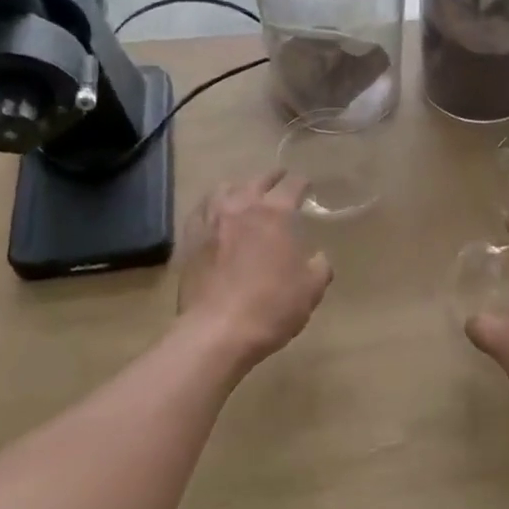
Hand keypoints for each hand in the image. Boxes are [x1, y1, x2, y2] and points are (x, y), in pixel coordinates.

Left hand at [178, 172, 332, 366]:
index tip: (307, 185)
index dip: (303, 182)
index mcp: (275, 214)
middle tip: (279, 178)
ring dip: (238, 187)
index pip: (292, 185)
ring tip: (244, 193)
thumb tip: (318, 258)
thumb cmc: (271, 307)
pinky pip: (201, 211)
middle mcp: (241, 207)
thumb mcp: (311, 289)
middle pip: (257, 180)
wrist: (217, 331)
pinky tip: (215, 215)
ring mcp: (210, 222)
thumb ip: (319, 267)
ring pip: (224, 189)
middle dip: (272, 177)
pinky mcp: (189, 240)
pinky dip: (212, 207)